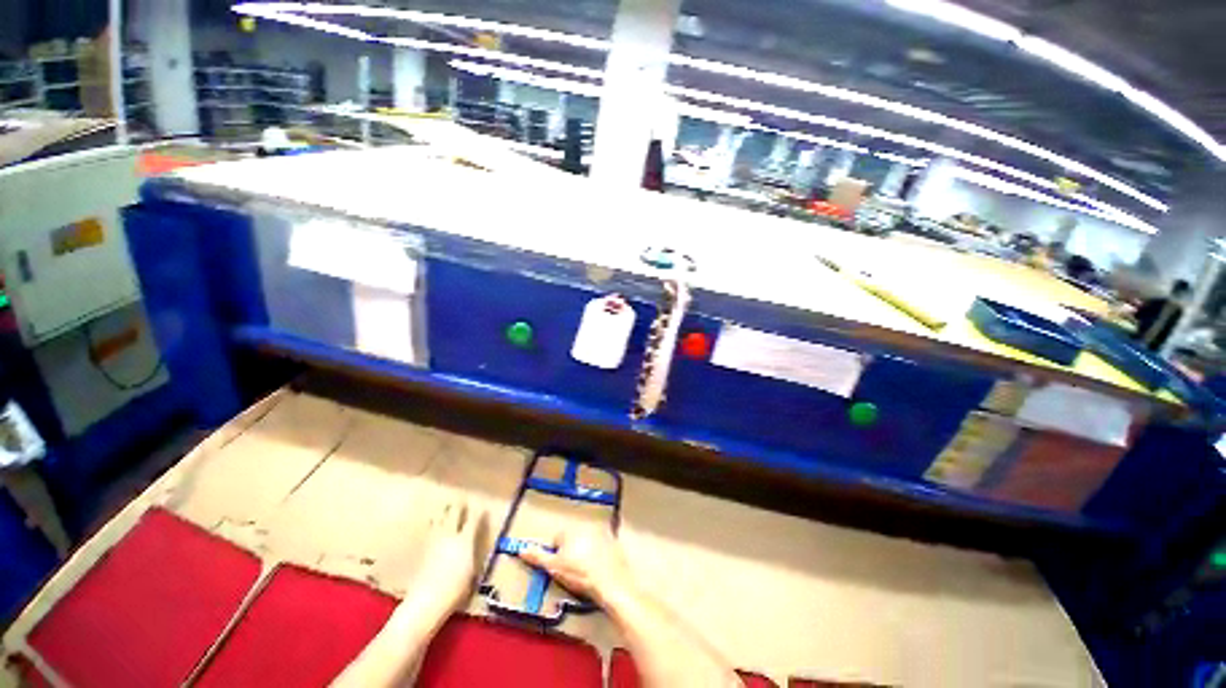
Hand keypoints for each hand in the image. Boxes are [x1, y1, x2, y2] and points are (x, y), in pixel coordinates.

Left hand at [404, 497, 483, 615]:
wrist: (426, 602)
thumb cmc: (455, 590)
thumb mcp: (472, 573)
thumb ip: (473, 555)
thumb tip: (472, 548)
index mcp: (464, 540)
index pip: (473, 520)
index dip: (479, 513)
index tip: (482, 507)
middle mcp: (449, 536)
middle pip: (453, 514)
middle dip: (458, 506)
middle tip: (461, 499)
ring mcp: (434, 542)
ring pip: (438, 519)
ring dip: (443, 512)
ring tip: (445, 506)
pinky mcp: (422, 550)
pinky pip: (429, 530)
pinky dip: (432, 524)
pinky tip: (431, 523)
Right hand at [518, 524, 634, 606]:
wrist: (610, 582)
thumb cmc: (579, 574)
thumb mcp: (554, 567)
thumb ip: (537, 556)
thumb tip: (522, 549)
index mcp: (570, 530)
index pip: (556, 540)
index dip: (556, 556)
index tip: (561, 568)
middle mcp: (585, 525)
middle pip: (572, 538)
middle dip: (570, 551)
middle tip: (573, 571)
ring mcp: (601, 531)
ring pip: (586, 541)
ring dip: (585, 551)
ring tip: (586, 570)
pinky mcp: (613, 540)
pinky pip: (601, 545)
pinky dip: (599, 553)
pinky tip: (599, 567)